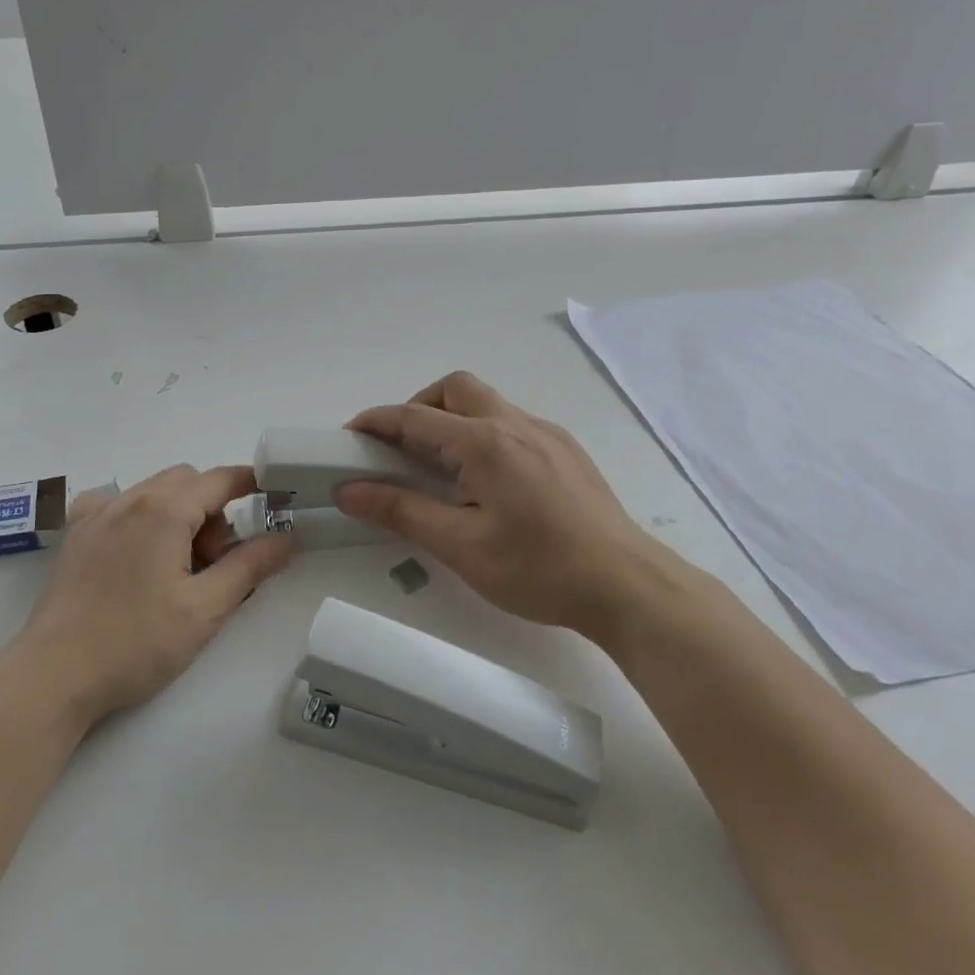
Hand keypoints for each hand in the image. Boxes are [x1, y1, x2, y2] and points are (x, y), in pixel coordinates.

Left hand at [14, 465, 295, 727]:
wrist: (54, 675)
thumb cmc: (137, 643)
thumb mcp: (205, 609)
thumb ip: (250, 567)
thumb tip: (288, 539)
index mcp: (162, 510)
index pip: (218, 479)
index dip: (250, 482)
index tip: (272, 496)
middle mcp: (127, 499)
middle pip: (186, 482)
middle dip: (212, 510)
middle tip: (214, 563)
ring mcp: (94, 515)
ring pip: (152, 493)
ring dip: (178, 515)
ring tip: (177, 569)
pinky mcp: (74, 536)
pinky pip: (117, 506)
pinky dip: (140, 518)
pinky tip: (137, 555)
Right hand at [335, 372, 669, 631]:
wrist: (627, 586)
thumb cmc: (538, 569)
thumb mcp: (460, 546)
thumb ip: (401, 511)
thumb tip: (348, 491)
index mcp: (486, 443)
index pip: (416, 417)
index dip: (377, 422)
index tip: (348, 436)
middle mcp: (517, 424)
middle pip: (456, 388)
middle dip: (418, 407)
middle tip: (398, 448)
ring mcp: (548, 434)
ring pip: (487, 403)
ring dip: (451, 419)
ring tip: (438, 467)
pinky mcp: (567, 451)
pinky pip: (512, 423)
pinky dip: (481, 434)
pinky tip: (484, 480)